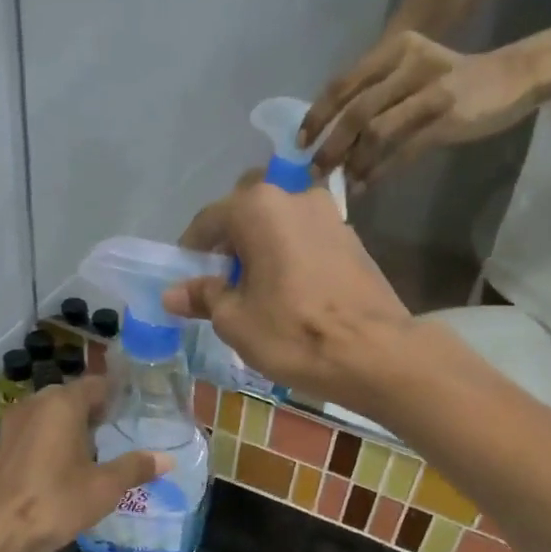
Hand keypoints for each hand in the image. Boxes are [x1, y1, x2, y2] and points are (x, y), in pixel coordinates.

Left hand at [0, 377, 169, 551]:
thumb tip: (167, 459)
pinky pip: (36, 433)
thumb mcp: (103, 487)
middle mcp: (35, 404)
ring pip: (52, 416)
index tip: (139, 408)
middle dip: (97, 412)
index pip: (97, 384)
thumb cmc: (53, 502)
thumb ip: (135, 468)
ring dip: (74, 428)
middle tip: (124, 432)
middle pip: (73, 398)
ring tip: (99, 451)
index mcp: (62, 404)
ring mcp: (13, 425)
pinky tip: (67, 468)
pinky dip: (53, 442)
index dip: (119, 394)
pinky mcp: (1, 448)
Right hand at [164, 182, 412, 409]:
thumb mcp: (236, 321)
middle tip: (224, 287)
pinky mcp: (354, 240)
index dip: (192, 251)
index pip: (209, 221)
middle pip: (248, 215)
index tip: (186, 280)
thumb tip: (173, 293)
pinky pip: (307, 241)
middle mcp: (296, 197)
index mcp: (259, 207)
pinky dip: (291, 259)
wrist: (377, 354)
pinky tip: (291, 295)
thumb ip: (204, 297)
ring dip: (263, 251)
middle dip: (231, 246)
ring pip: (281, 227)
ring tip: (258, 294)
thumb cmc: (295, 334)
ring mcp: (331, 216)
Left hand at [299, 31, 538, 184]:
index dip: (317, 114)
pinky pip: (402, 150)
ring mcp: (428, 91)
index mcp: (394, 49)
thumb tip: (335, 134)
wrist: (508, 80)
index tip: (301, 142)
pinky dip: (380, 170)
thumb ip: (376, 95)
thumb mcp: (411, 74)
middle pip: (356, 109)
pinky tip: (366, 184)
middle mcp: (408, 64)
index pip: (344, 83)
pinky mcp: (446, 118)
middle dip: (330, 145)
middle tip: (315, 171)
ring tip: (342, 181)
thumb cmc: (451, 81)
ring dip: (353, 161)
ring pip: (376, 131)